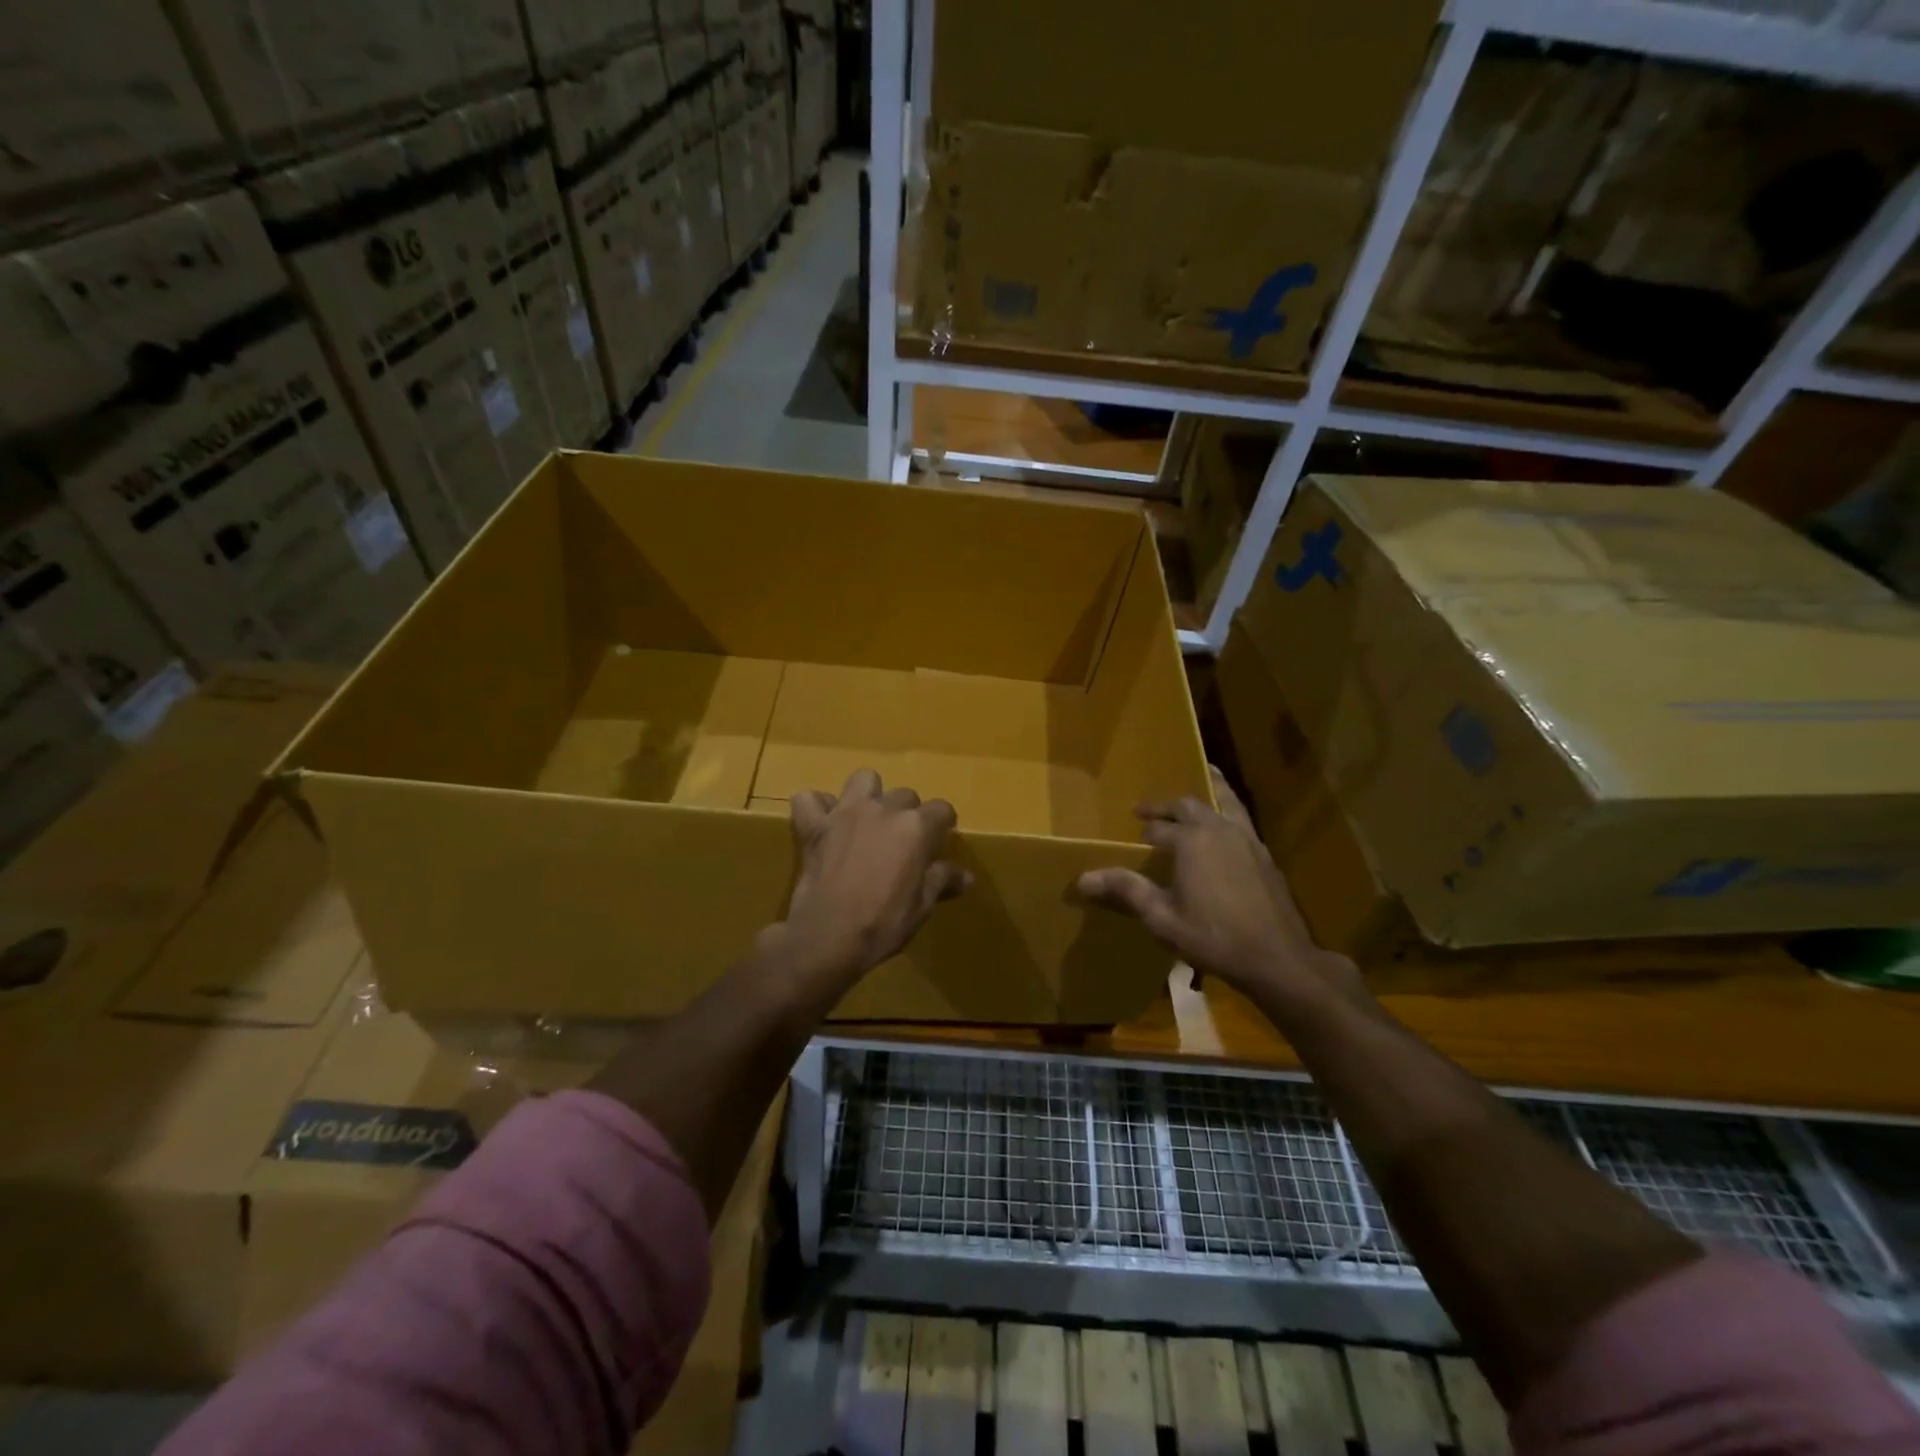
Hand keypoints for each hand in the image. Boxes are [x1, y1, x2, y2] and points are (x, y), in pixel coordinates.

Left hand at [769, 768, 971, 983]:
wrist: (828, 937)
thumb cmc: (883, 923)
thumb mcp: (921, 907)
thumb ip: (942, 881)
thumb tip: (965, 876)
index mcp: (915, 827)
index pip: (941, 809)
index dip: (944, 824)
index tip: (940, 839)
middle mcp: (883, 809)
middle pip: (905, 795)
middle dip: (908, 813)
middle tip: (902, 841)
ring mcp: (846, 813)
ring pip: (863, 779)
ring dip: (868, 794)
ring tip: (867, 819)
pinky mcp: (815, 825)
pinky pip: (810, 799)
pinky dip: (817, 807)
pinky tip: (824, 823)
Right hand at [1077, 768, 1359, 1010]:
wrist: (1278, 958)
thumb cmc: (1214, 937)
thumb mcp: (1162, 918)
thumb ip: (1126, 891)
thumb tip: (1084, 878)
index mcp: (1191, 841)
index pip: (1158, 828)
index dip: (1143, 835)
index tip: (1131, 841)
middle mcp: (1218, 829)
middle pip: (1188, 806)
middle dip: (1166, 807)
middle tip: (1147, 811)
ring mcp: (1247, 838)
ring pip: (1224, 801)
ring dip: (1207, 791)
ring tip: (1202, 776)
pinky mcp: (1265, 854)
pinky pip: (1241, 818)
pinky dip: (1227, 810)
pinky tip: (1224, 825)